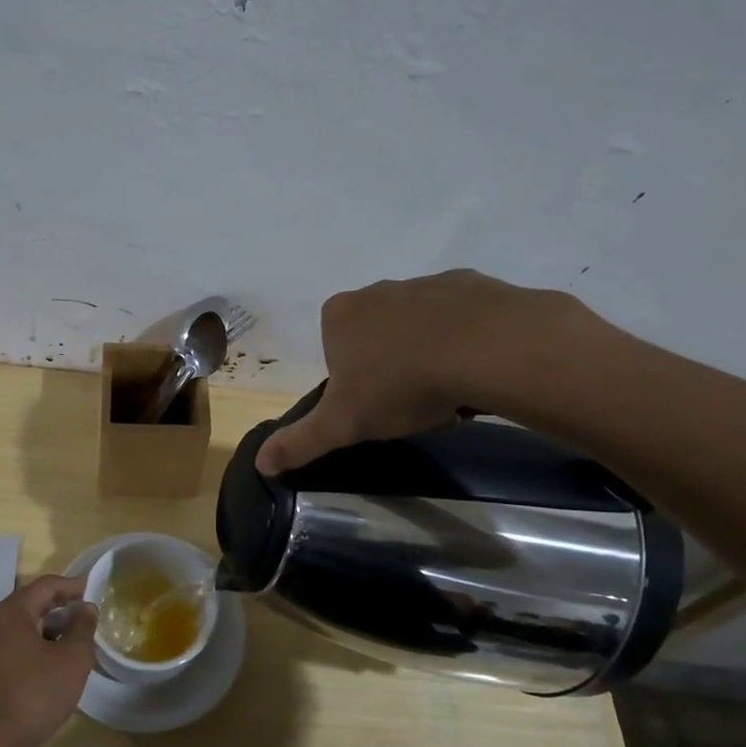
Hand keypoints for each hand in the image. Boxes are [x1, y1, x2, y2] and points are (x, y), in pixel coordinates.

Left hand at [0, 575, 96, 746]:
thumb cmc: (34, 694)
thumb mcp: (71, 659)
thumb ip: (82, 628)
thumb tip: (86, 608)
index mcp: (13, 612)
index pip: (47, 585)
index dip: (73, 585)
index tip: (95, 589)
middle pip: (34, 603)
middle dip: (63, 607)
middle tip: (90, 616)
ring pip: (27, 627)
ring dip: (53, 630)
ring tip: (79, 642)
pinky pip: (19, 646)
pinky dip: (40, 647)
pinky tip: (57, 665)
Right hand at [256, 269, 594, 474]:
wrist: (485, 349)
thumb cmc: (400, 385)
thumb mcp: (343, 424)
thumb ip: (300, 441)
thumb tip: (260, 463)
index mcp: (339, 315)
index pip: (334, 349)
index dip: (351, 380)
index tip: (373, 404)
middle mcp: (377, 291)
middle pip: (376, 335)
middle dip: (389, 364)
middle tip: (409, 401)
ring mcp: (424, 283)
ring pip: (418, 325)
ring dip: (427, 352)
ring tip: (448, 390)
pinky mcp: (470, 284)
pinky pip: (460, 317)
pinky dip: (464, 340)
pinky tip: (476, 368)